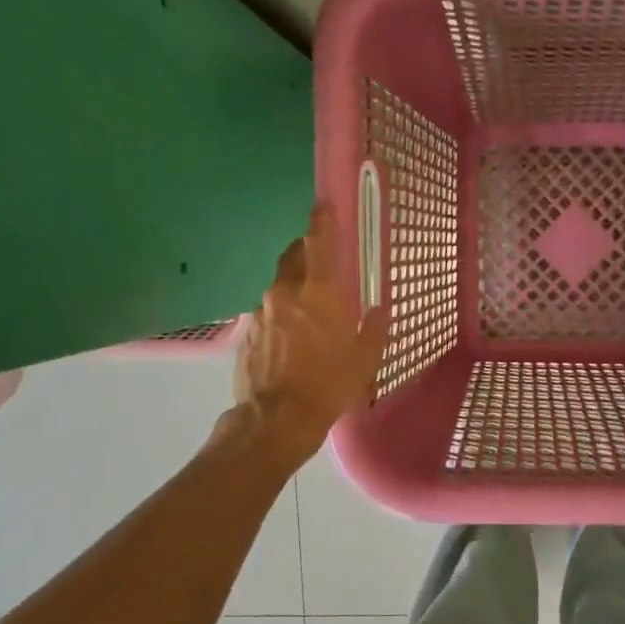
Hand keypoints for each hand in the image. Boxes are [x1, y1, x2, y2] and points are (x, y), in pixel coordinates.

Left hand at [232, 205, 388, 464]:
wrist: (276, 419)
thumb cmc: (329, 385)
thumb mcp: (364, 359)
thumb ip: (373, 328)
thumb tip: (377, 310)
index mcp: (320, 292)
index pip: (320, 242)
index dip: (323, 220)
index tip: (323, 204)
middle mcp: (286, 292)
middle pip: (294, 256)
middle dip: (306, 250)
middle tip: (321, 258)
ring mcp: (262, 311)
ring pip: (279, 285)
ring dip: (294, 287)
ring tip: (308, 308)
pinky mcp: (247, 332)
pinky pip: (268, 312)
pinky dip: (281, 314)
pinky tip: (291, 337)